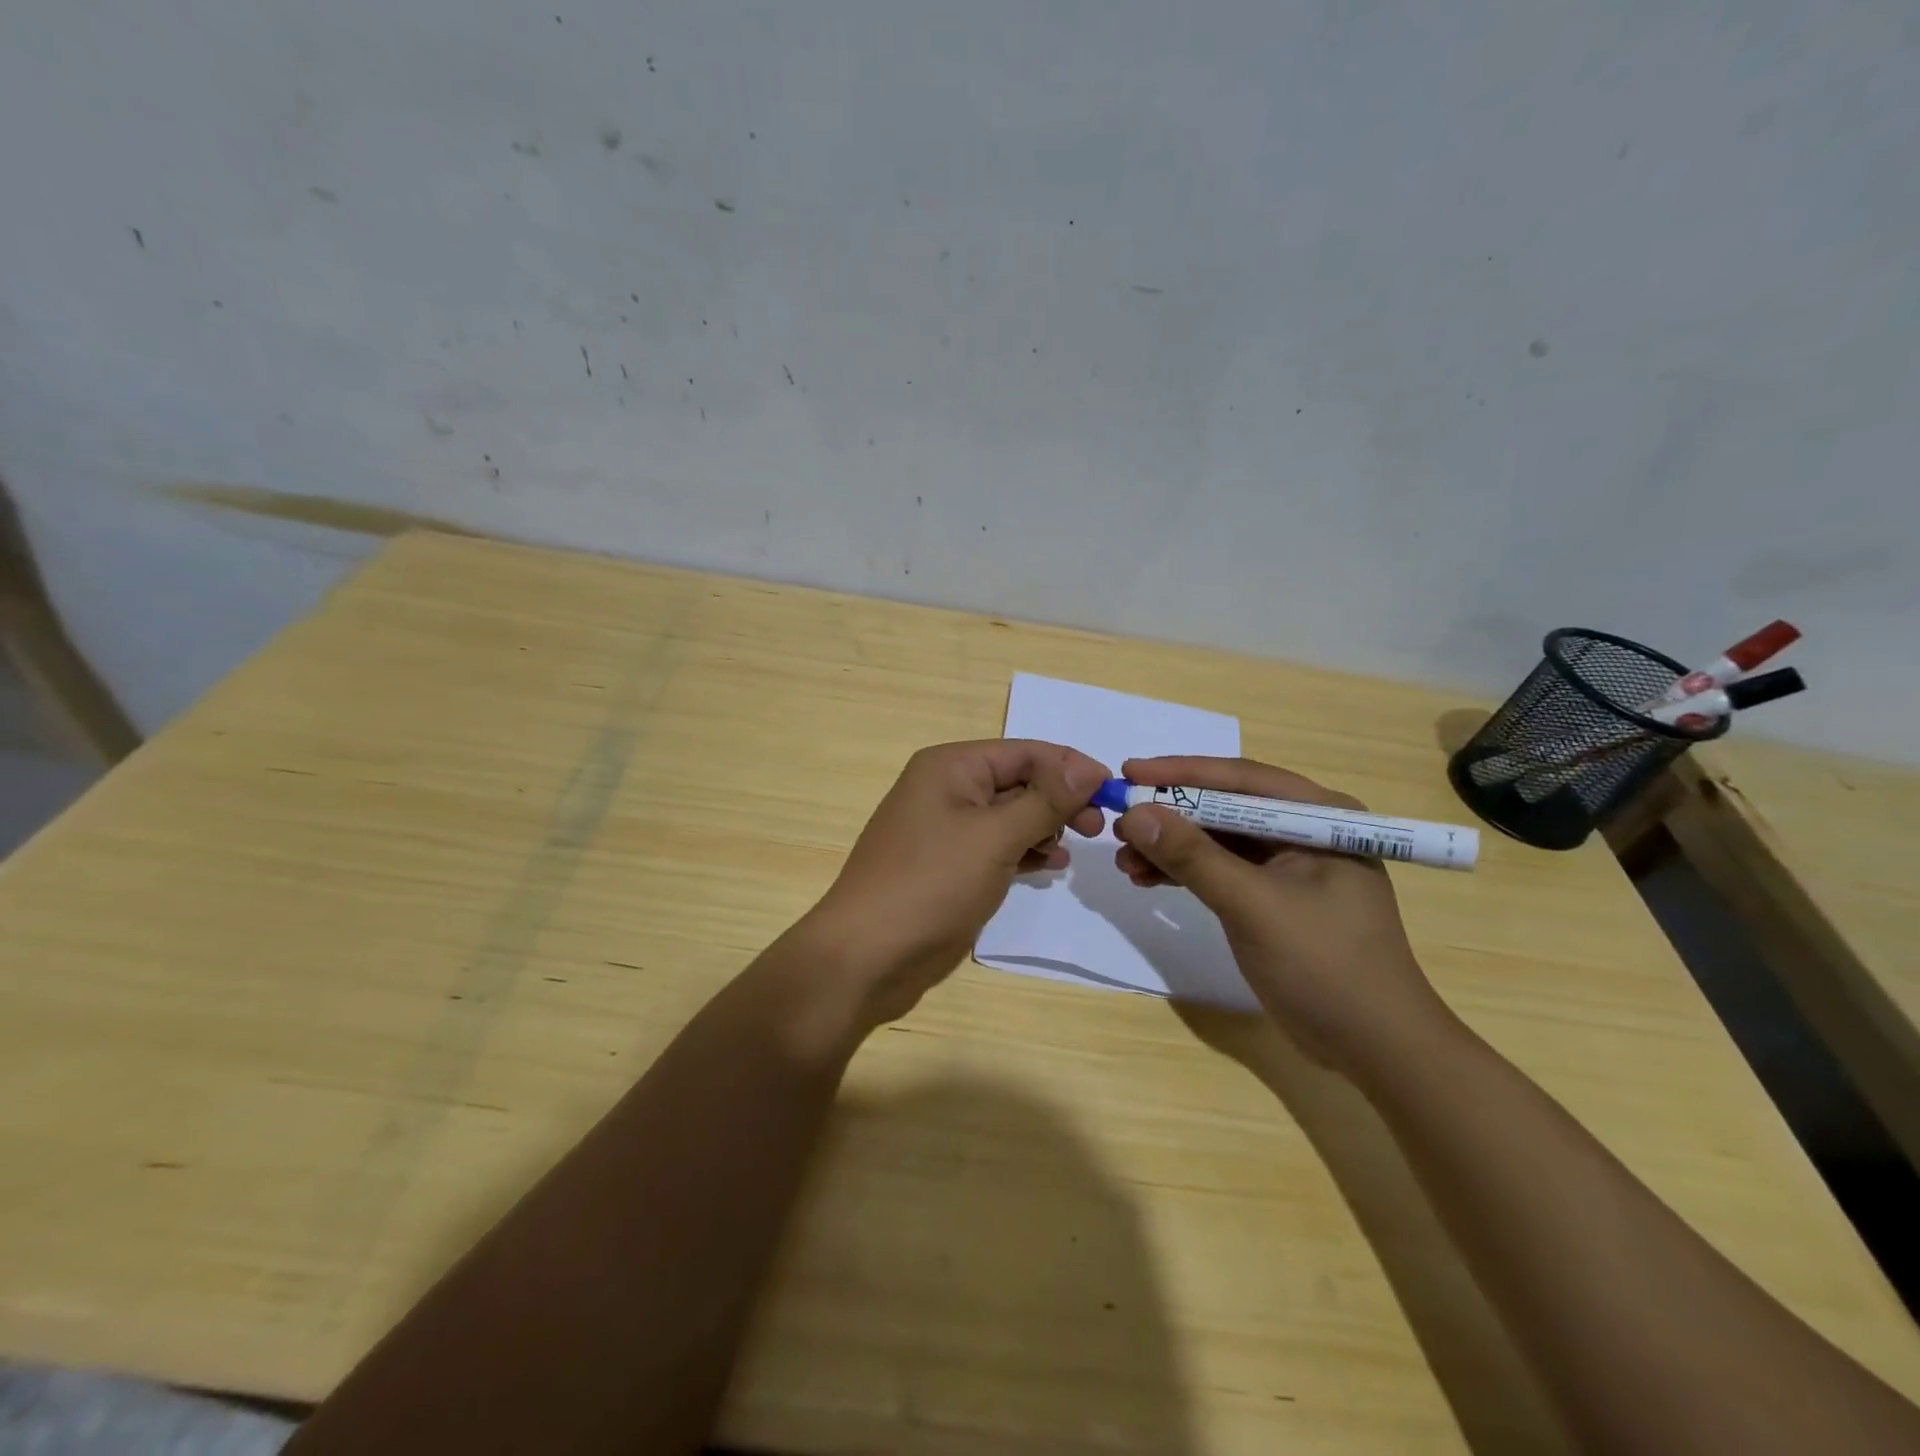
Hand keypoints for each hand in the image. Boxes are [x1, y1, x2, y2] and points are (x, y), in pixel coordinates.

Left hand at [799, 740, 1107, 1028]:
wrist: (867, 956)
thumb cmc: (931, 884)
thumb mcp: (994, 836)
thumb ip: (1045, 800)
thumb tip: (1089, 767)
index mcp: (951, 766)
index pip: (1024, 752)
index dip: (1070, 768)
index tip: (1113, 793)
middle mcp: (947, 789)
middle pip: (1019, 781)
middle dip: (1059, 800)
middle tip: (1096, 829)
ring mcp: (947, 830)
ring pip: (1010, 816)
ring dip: (1044, 827)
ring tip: (1073, 849)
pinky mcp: (950, 866)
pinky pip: (998, 846)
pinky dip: (1025, 851)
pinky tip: (1050, 866)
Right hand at [1112, 756, 1450, 1074]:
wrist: (1374, 1048)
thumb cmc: (1325, 966)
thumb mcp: (1253, 905)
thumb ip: (1193, 857)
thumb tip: (1135, 814)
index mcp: (1319, 816)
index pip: (1240, 780)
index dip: (1180, 774)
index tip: (1128, 771)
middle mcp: (1305, 830)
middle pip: (1225, 808)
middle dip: (1170, 817)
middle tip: (1118, 825)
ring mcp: (1290, 865)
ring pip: (1217, 841)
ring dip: (1171, 848)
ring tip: (1124, 861)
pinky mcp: (1274, 897)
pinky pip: (1221, 871)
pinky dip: (1184, 874)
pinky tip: (1147, 880)